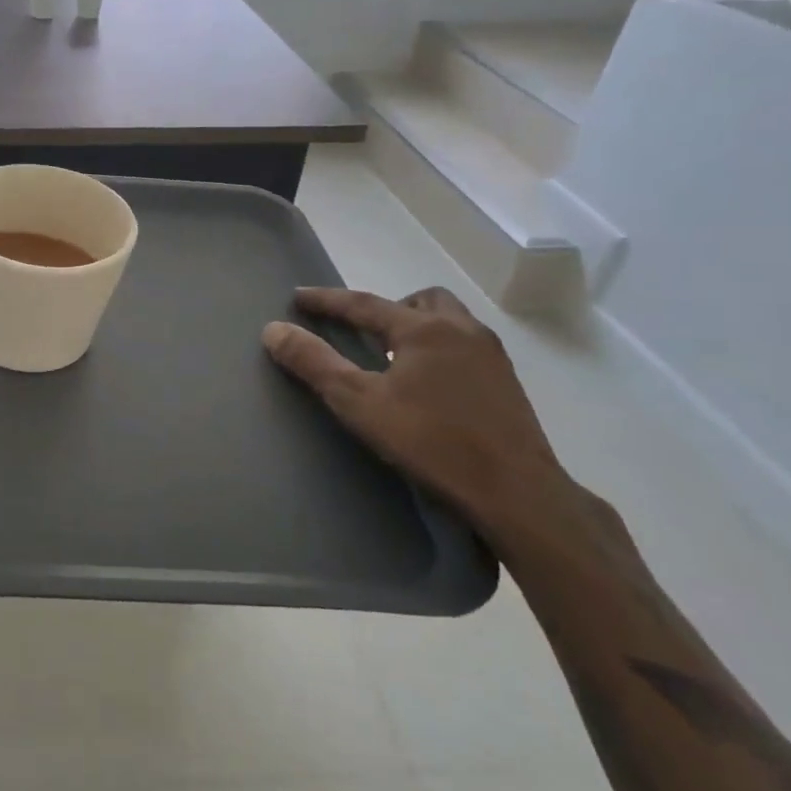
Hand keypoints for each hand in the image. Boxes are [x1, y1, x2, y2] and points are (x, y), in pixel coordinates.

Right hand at [262, 286, 579, 543]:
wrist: (517, 493)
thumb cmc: (431, 442)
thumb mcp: (359, 403)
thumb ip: (314, 363)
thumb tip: (273, 330)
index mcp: (423, 329)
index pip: (364, 303)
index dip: (326, 300)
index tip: (297, 297)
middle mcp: (461, 330)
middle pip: (420, 300)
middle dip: (387, 308)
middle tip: (362, 332)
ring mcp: (491, 356)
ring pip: (449, 320)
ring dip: (417, 327)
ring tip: (393, 358)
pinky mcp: (507, 384)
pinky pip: (465, 346)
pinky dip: (438, 350)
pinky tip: (427, 386)